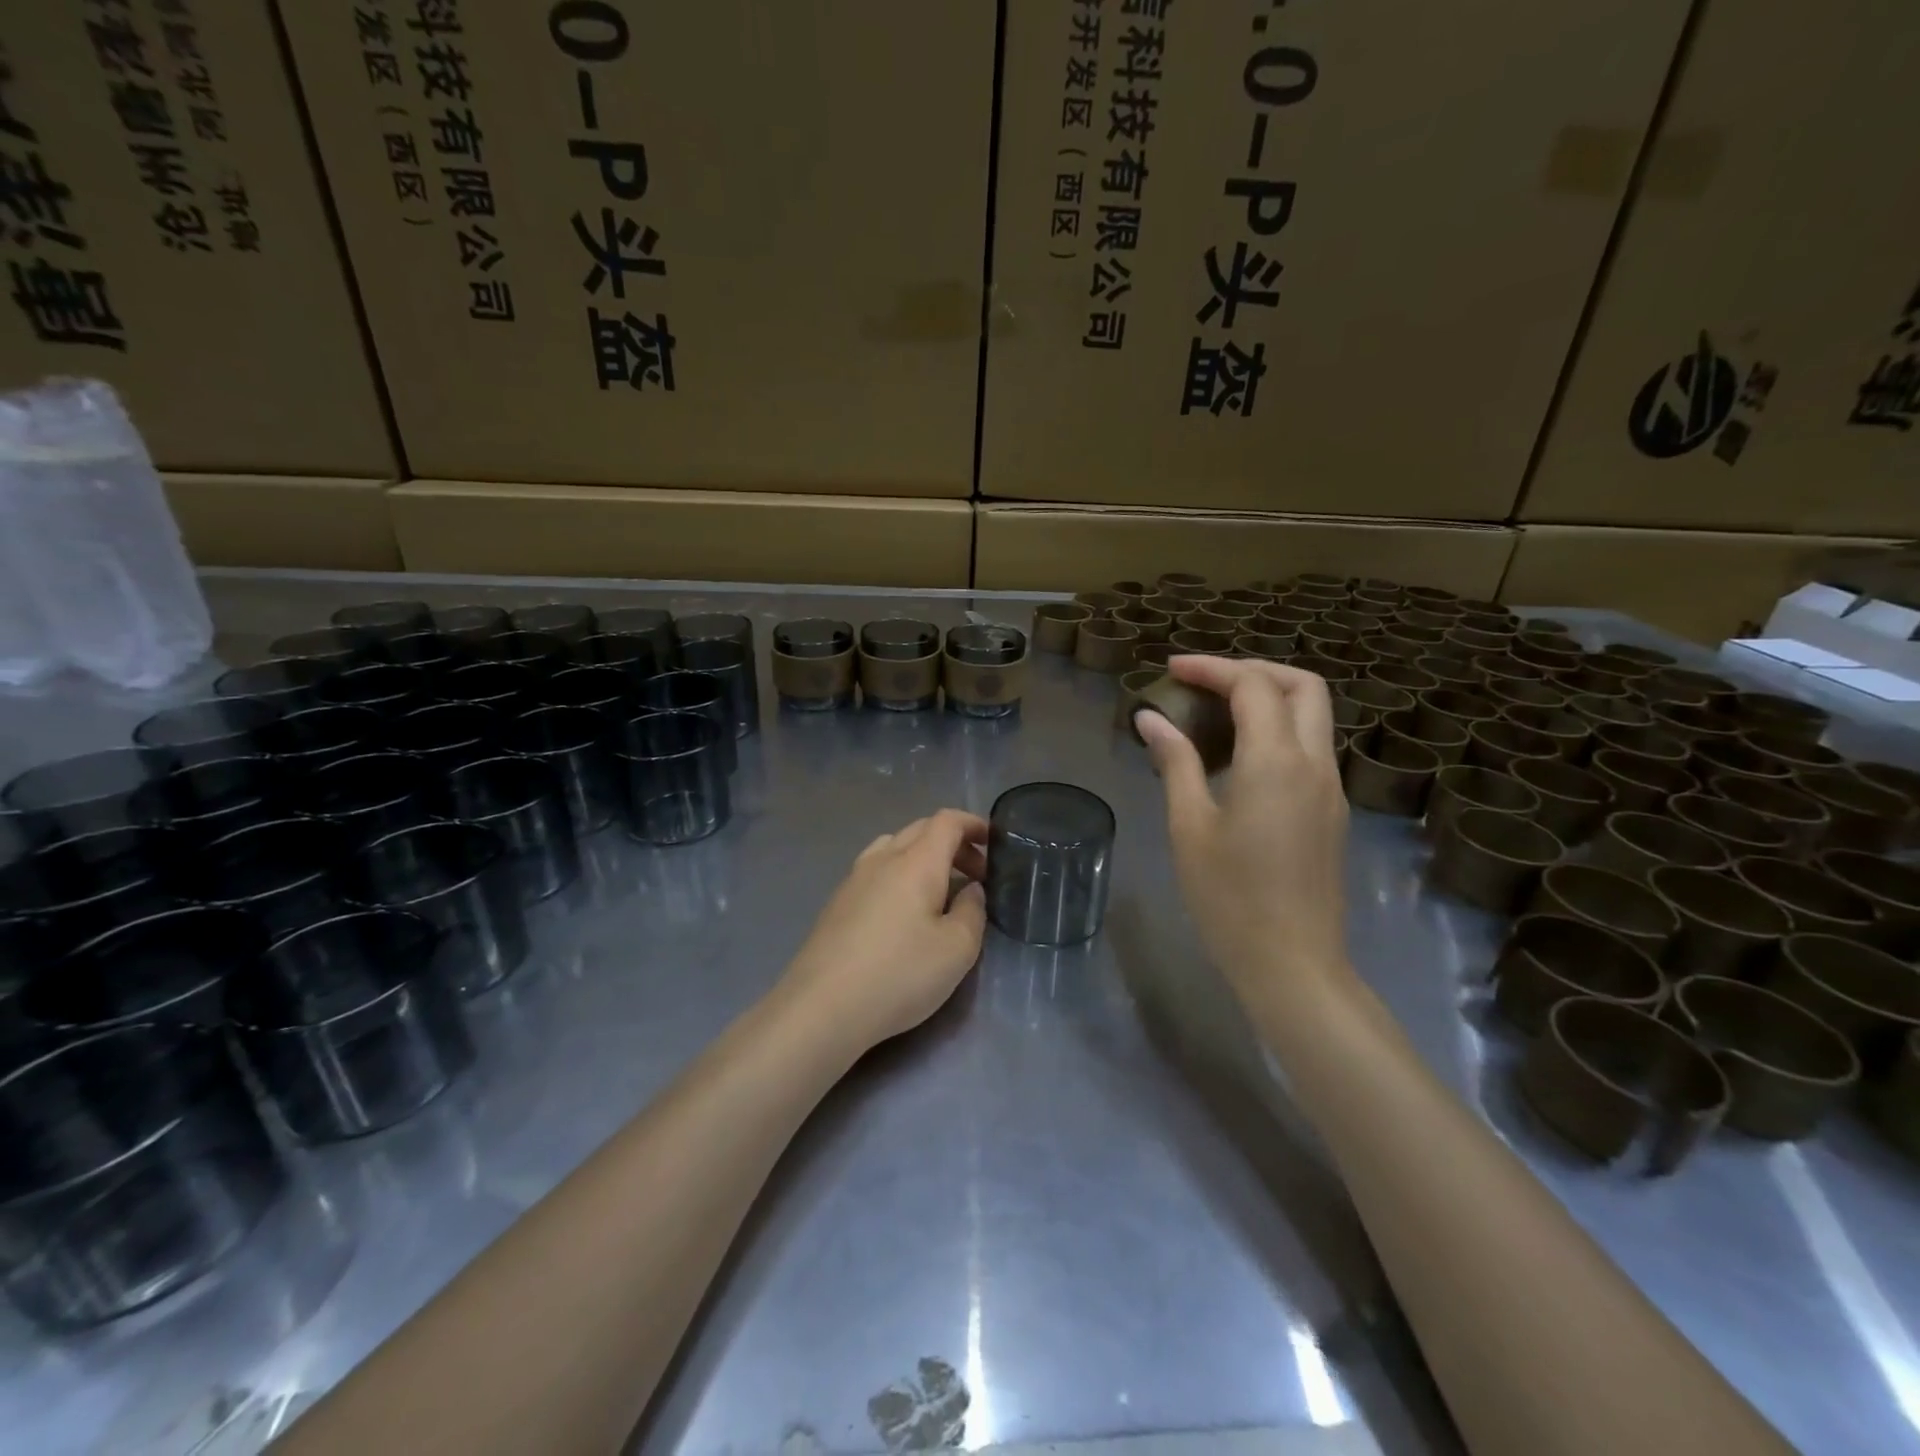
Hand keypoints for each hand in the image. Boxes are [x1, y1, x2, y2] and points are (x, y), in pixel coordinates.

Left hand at [781, 809, 988, 1051]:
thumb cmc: (899, 974)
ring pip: (894, 847)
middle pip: (920, 829)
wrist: (821, 1007)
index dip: (974, 824)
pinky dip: (900, 875)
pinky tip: (904, 912)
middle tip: (977, 875)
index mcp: (916, 861)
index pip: (947, 821)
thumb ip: (972, 911)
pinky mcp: (837, 903)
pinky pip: (876, 871)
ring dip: (924, 857)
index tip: (995, 843)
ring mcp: (854, 879)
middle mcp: (882, 859)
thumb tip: (970, 890)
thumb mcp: (957, 949)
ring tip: (940, 890)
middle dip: (954, 843)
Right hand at [1134, 657, 1356, 1013]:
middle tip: (1205, 681)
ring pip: (1314, 715)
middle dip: (1254, 669)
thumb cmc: (1229, 897)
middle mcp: (1314, 763)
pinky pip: (1311, 748)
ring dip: (1270, 698)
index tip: (1171, 670)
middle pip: (1302, 685)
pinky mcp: (1333, 812)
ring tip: (1217, 712)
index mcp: (1276, 761)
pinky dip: (1278, 730)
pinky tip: (1238, 757)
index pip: (1253, 685)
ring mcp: (1331, 788)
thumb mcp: (1189, 826)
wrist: (1293, 964)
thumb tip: (1151, 719)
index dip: (1211, 667)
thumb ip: (1175, 763)